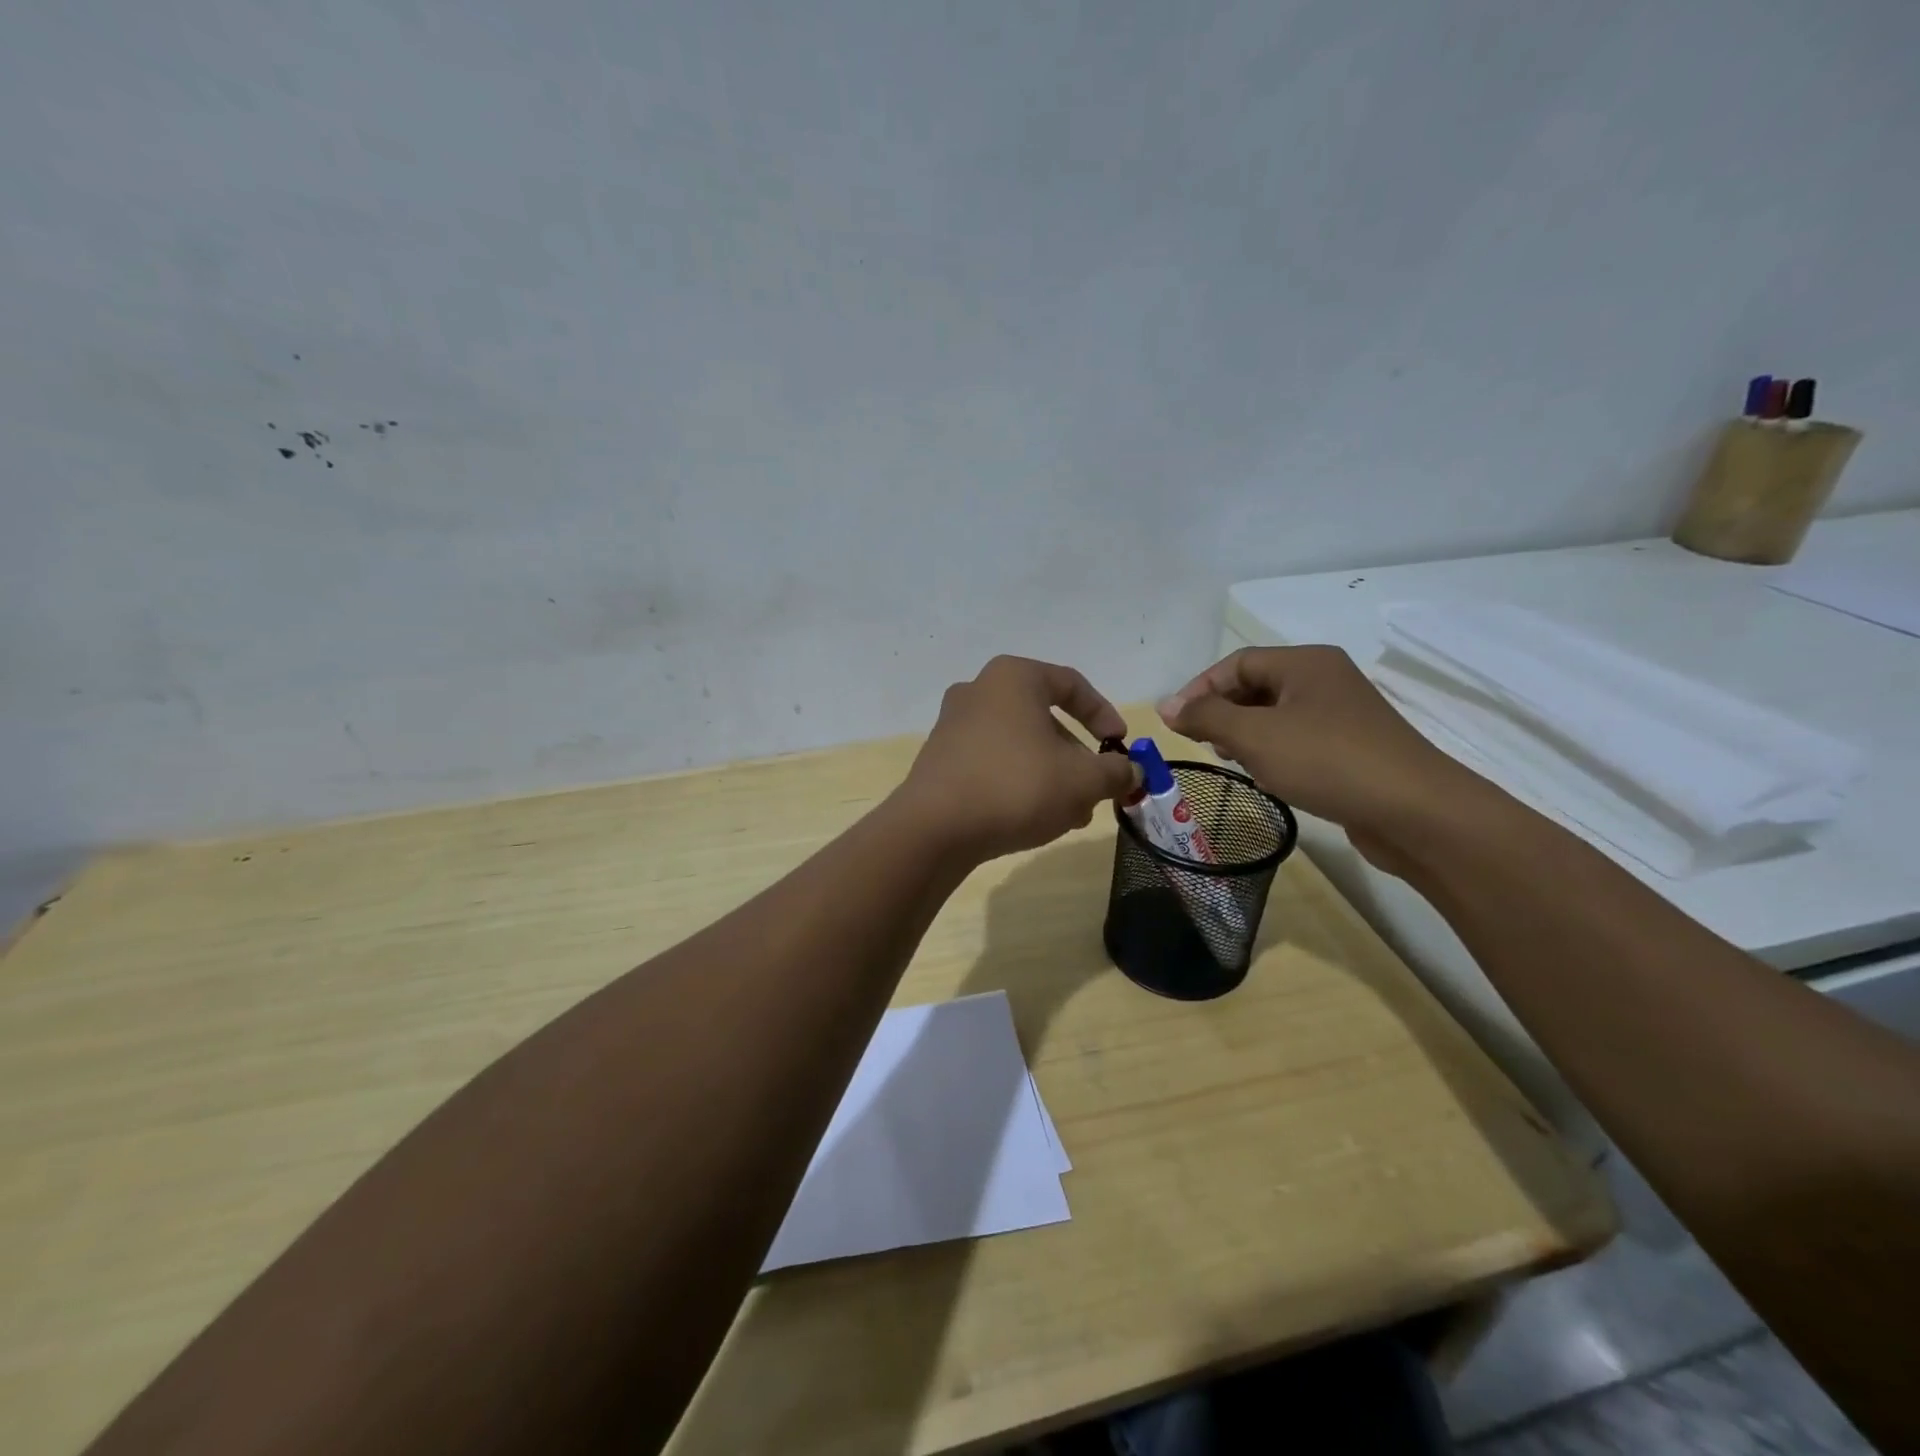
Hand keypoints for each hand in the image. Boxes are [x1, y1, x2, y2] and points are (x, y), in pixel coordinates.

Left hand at [897, 656, 1139, 861]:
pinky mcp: (940, 759)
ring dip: (1052, 775)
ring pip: (1020, 745)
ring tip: (1071, 816)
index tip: (1120, 746)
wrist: (935, 828)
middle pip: (1044, 719)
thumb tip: (1131, 771)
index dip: (1104, 715)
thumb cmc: (1017, 786)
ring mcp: (954, 725)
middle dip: (1077, 757)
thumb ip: (1115, 771)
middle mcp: (979, 691)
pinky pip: (993, 762)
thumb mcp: (1082, 780)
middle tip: (1096, 791)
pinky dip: (1019, 782)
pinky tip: (1034, 819)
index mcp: (1013, 678)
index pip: (1071, 684)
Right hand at [1158, 646, 1492, 871]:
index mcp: (1305, 663)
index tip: (1175, 723)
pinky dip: (1273, 751)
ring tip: (1230, 761)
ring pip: (1276, 715)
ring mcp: (1343, 715)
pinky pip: (1299, 739)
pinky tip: (1267, 776)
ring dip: (1245, 734)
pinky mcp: (1353, 748)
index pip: (1237, 663)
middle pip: (1256, 686)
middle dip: (1222, 712)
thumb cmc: (1327, 761)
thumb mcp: (1255, 735)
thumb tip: (1166, 707)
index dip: (1200, 689)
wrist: (1415, 812)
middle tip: (1201, 744)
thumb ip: (1206, 717)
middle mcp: (1325, 680)